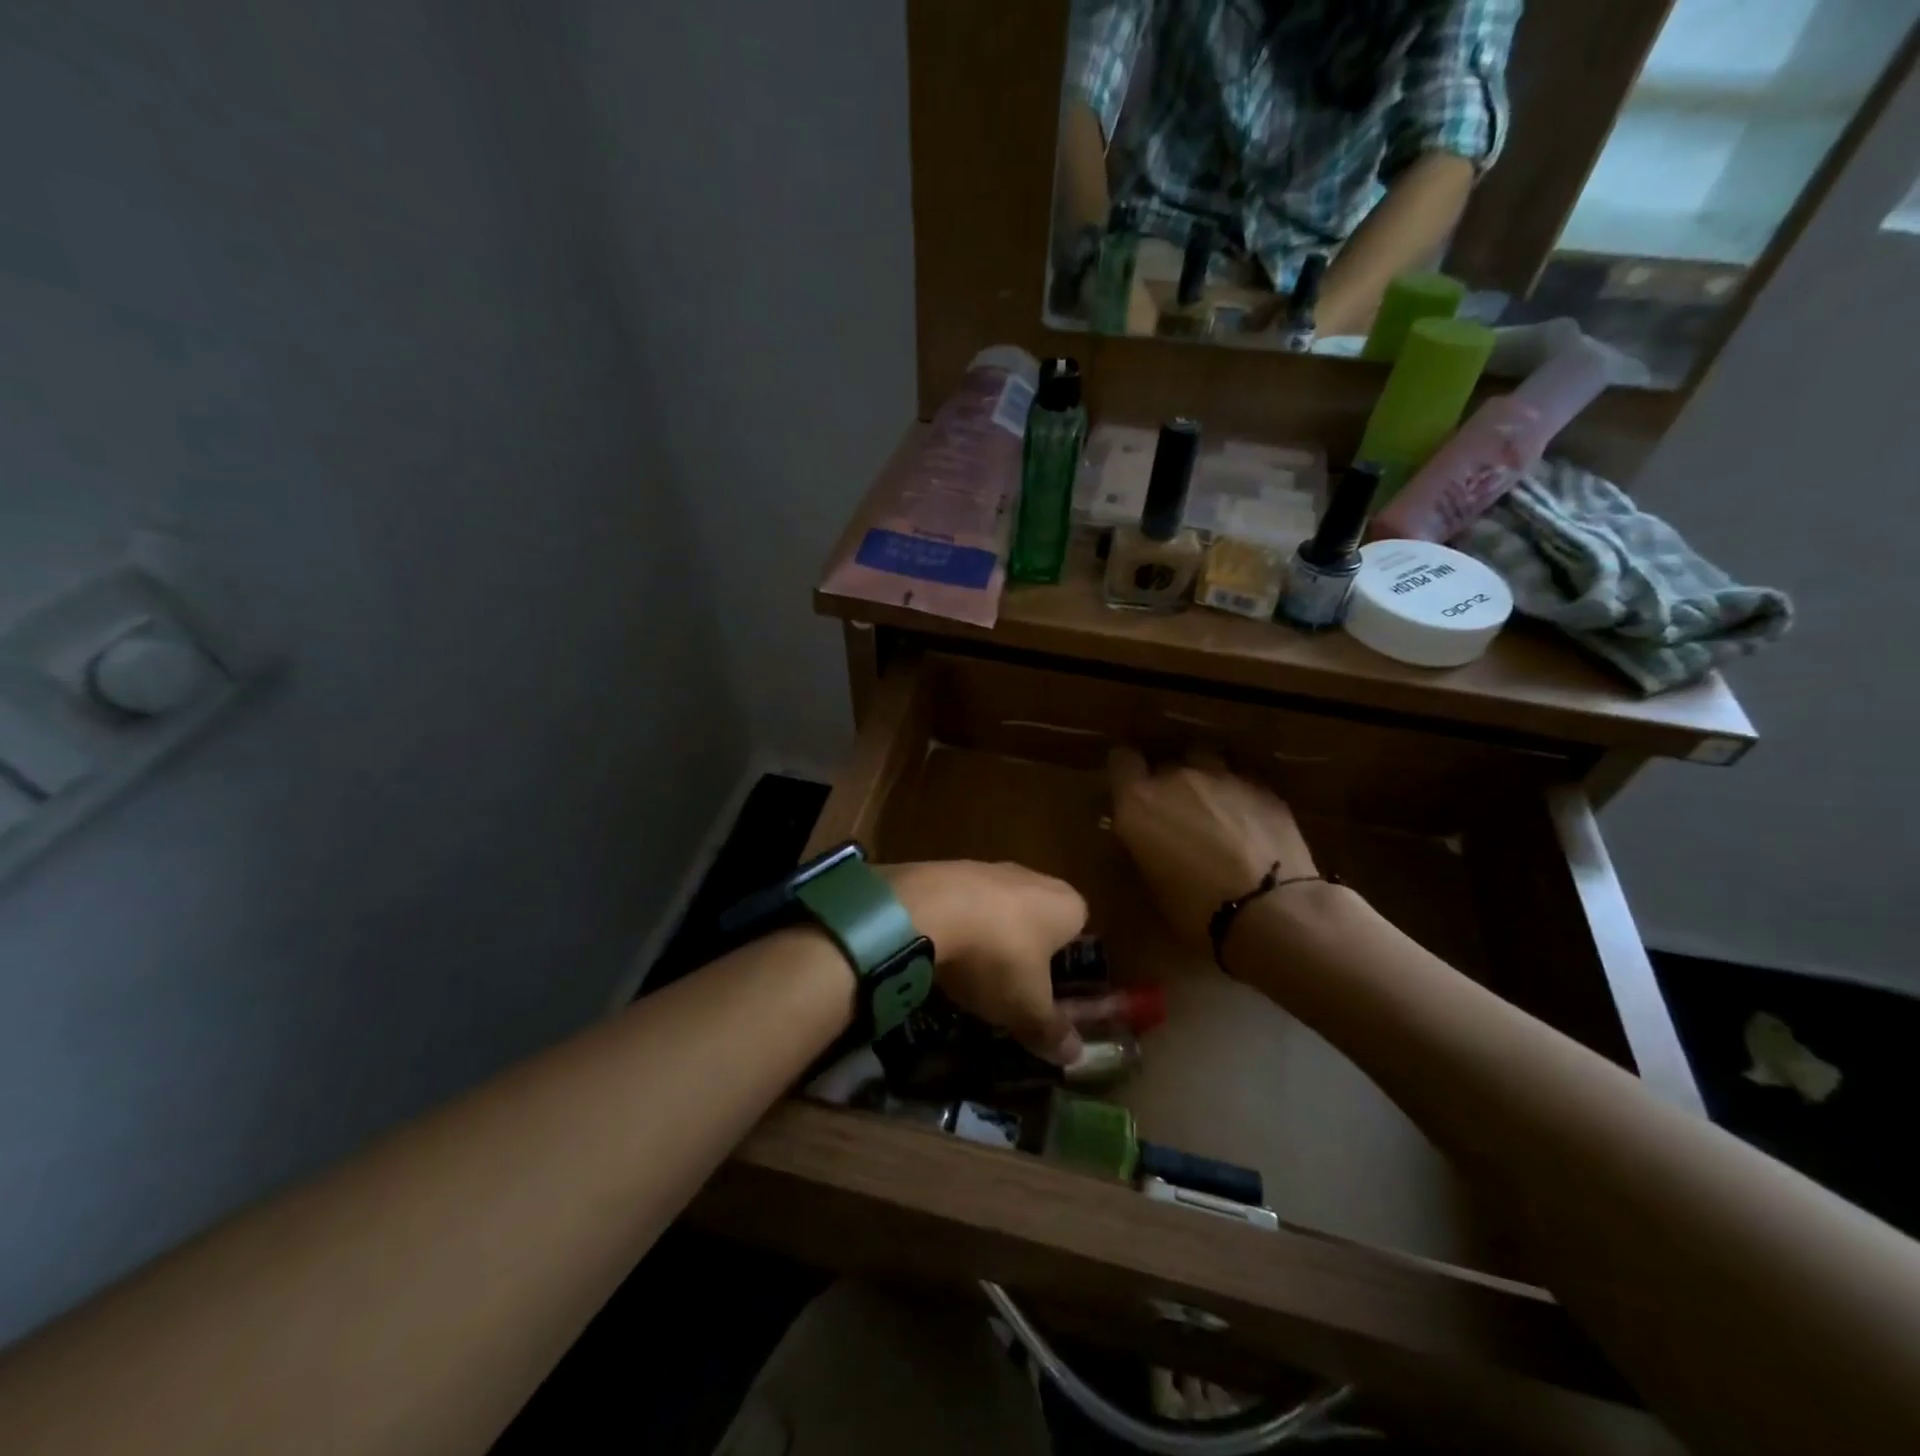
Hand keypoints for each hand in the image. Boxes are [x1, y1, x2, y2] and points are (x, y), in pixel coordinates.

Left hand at [881, 861, 1087, 1064]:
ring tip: (971, 978)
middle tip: (1010, 991)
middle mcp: (1033, 878)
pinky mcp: (948, 869)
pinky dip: (957, 928)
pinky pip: (962, 905)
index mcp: (1066, 905)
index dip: (1066, 967)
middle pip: (1037, 920)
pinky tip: (941, 955)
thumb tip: (1075, 1055)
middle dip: (1025, 953)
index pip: (1079, 932)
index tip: (1048, 996)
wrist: (926, 908)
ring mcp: (988, 869)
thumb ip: (1052, 1030)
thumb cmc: (997, 956)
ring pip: (998, 912)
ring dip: (988, 940)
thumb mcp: (1027, 1007)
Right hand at [1108, 748, 1316, 949]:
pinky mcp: (1262, 787)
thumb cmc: (1196, 910)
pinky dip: (1239, 795)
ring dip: (1205, 779)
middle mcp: (1177, 778)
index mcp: (1139, 802)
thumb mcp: (1151, 881)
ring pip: (1207, 761)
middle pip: (1166, 762)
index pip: (1122, 760)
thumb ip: (1144, 844)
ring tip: (1214, 808)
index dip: (1126, 772)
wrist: (1270, 911)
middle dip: (1168, 783)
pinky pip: (1242, 780)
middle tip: (1176, 813)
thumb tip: (1148, 838)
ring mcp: (1223, 777)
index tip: (1131, 789)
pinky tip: (1249, 822)